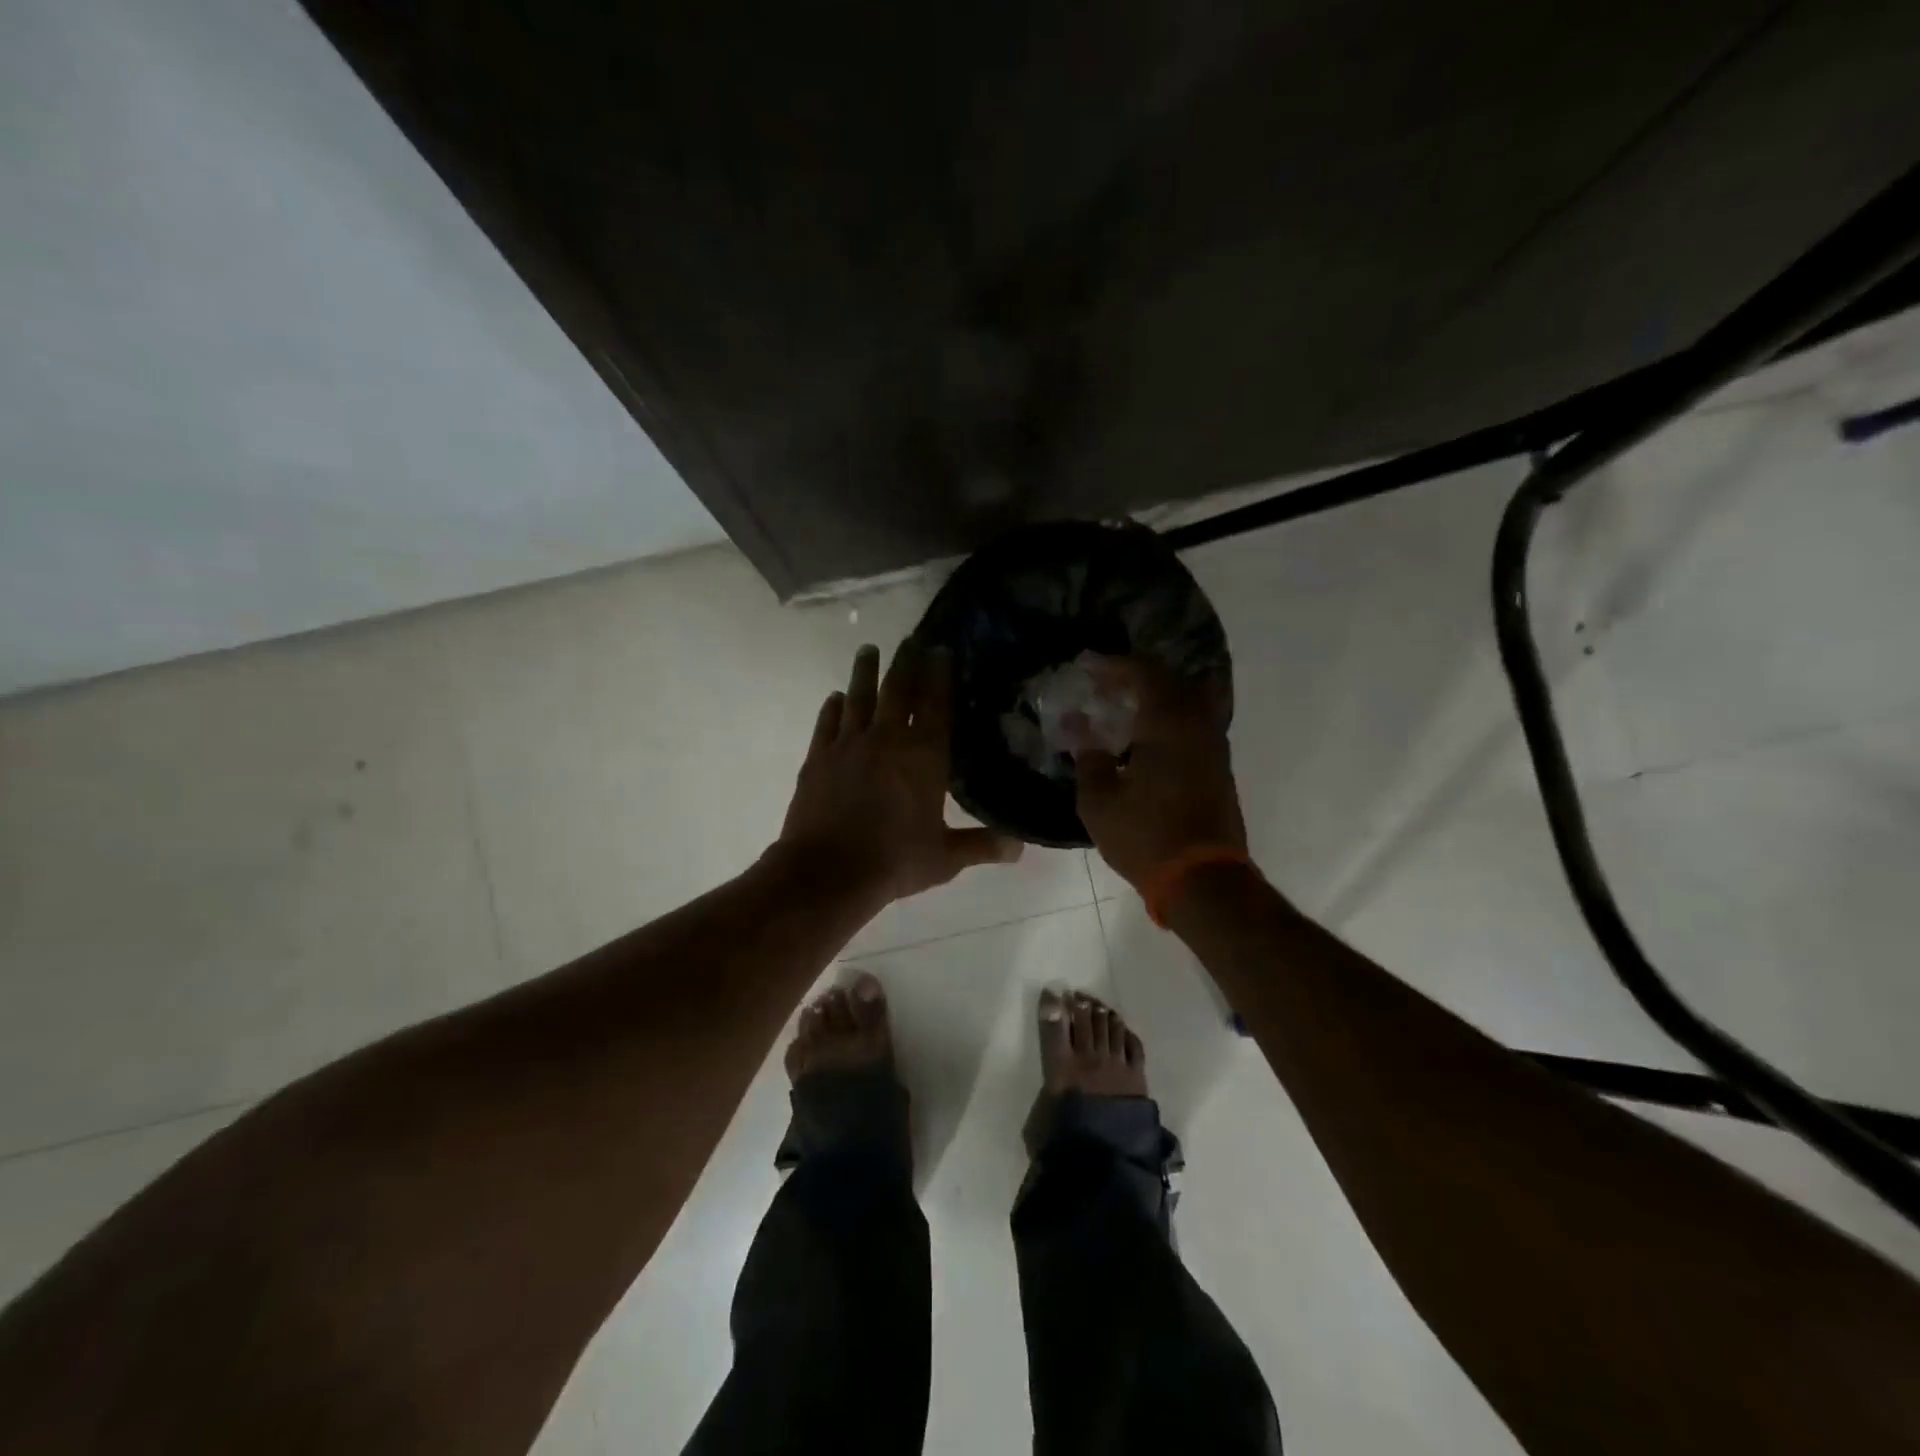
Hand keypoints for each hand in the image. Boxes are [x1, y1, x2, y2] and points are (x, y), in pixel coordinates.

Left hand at [775, 640, 1021, 905]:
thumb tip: (1020, 847)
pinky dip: (833, 706)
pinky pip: (827, 722)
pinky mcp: (817, 757)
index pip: (936, 703)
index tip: (942, 649)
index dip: (940, 674)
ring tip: (869, 650)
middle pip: (897, 689)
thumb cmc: (894, 861)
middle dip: (906, 661)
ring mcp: (848, 744)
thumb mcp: (945, 857)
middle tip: (911, 639)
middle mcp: (887, 739)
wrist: (827, 872)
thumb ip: (982, 845)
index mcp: (923, 756)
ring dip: (865, 671)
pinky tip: (836, 697)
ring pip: (859, 696)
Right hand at [1072, 657, 1245, 893]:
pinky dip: (1169, 718)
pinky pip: (1194, 724)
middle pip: (1172, 680)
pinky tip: (1145, 737)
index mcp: (1168, 723)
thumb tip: (1078, 728)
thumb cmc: (1145, 835)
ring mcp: (1214, 746)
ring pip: (1188, 701)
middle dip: (1137, 676)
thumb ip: (1088, 757)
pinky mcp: (1219, 768)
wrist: (1203, 880)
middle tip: (1105, 685)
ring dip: (1157, 697)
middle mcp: (1198, 724)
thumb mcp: (1099, 800)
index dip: (1114, 665)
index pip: (1144, 673)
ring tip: (1123, 708)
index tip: (1088, 666)